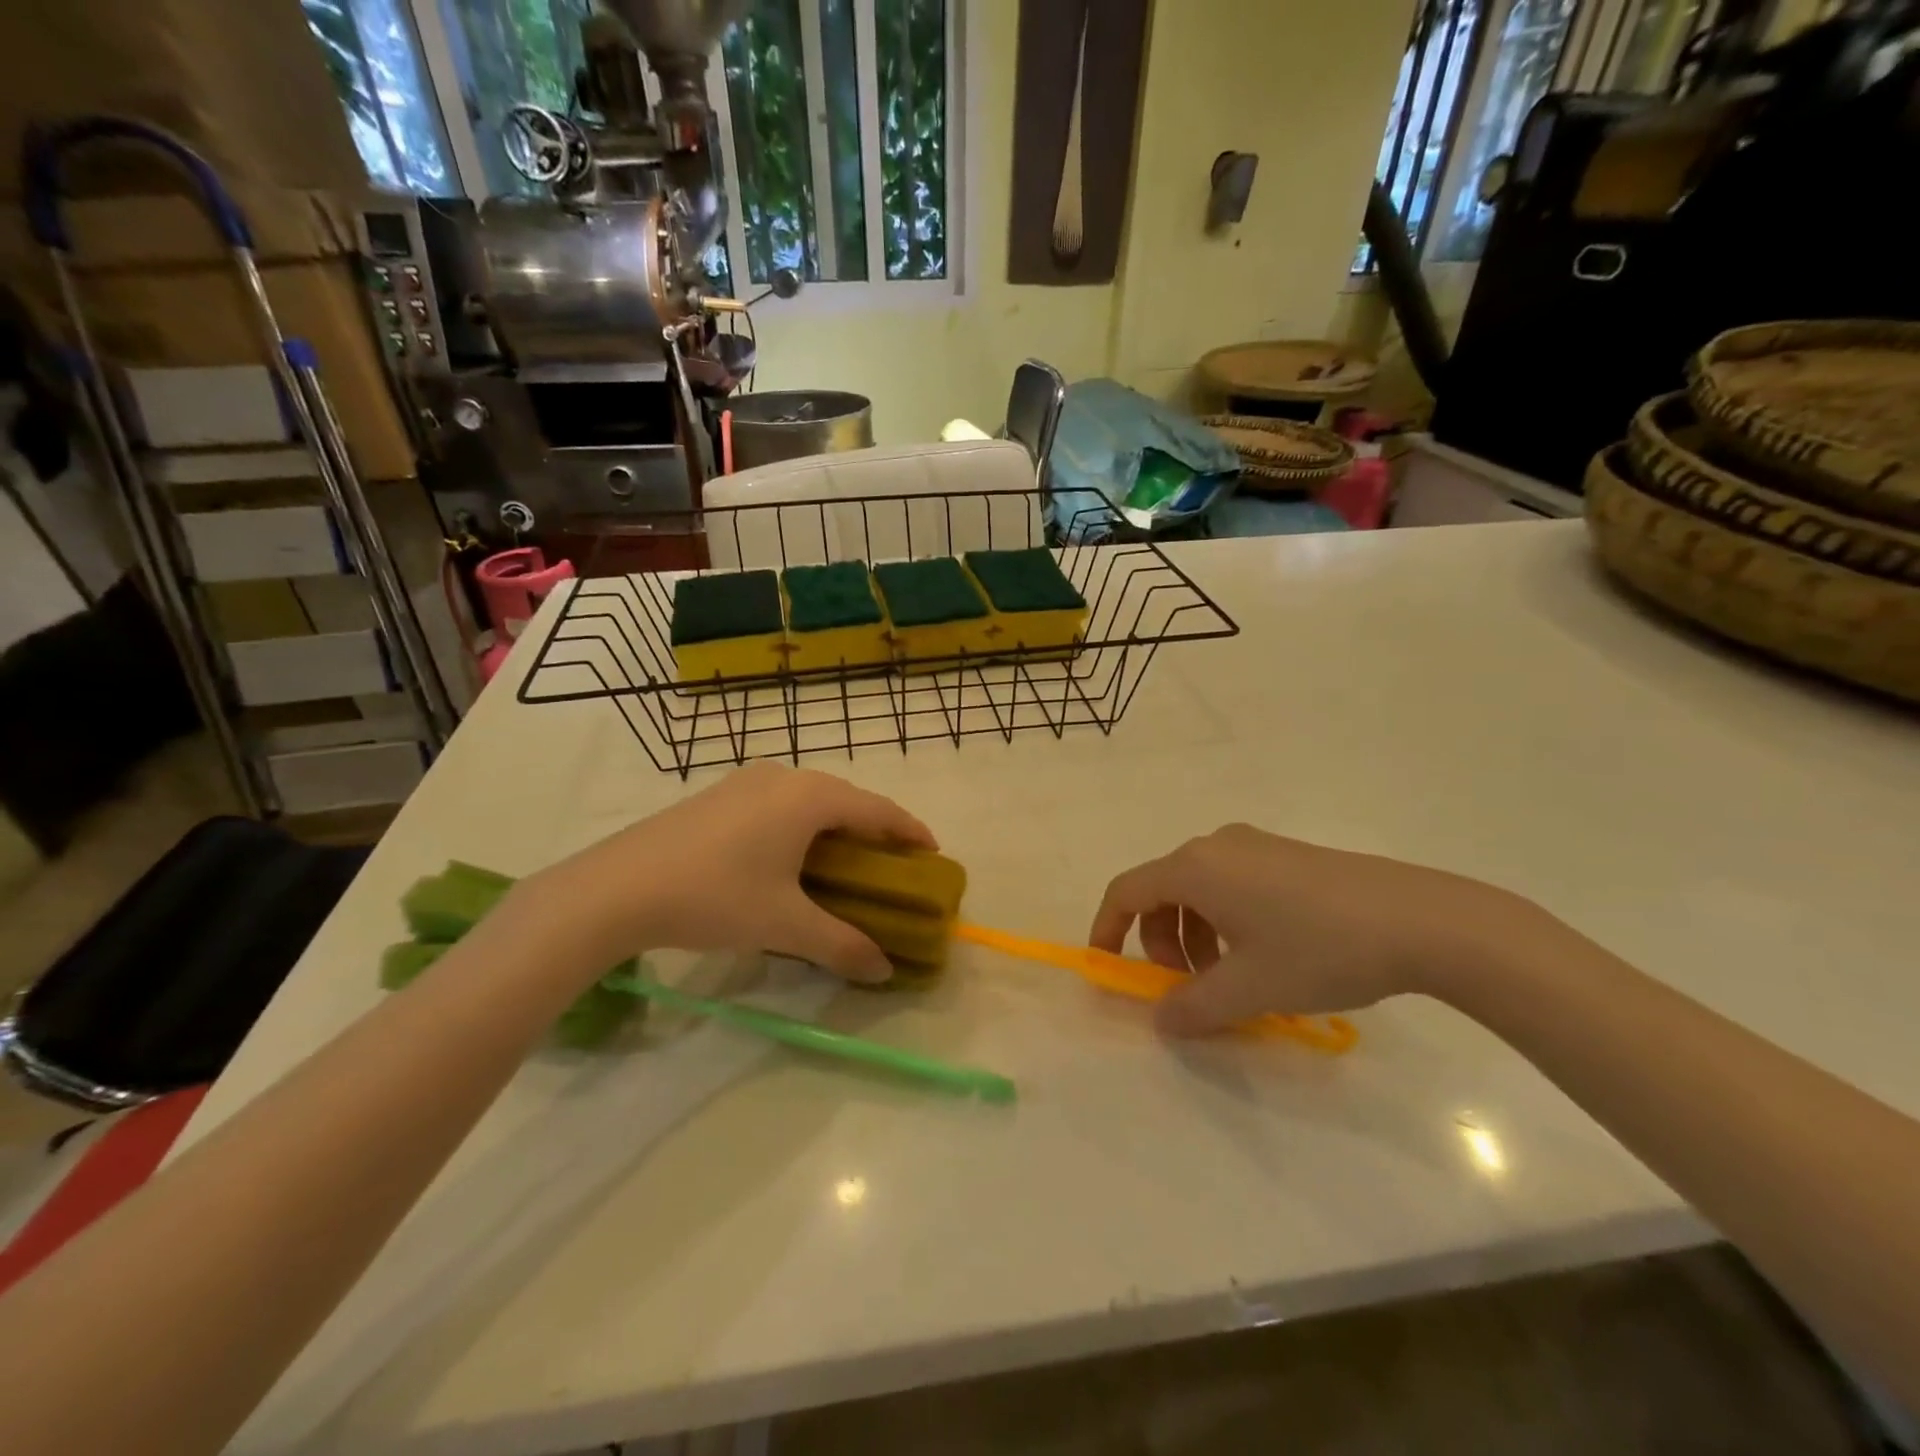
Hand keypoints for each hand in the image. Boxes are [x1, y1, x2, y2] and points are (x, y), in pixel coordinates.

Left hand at [518, 763, 934, 983]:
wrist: (616, 887)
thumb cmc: (714, 896)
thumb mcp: (784, 925)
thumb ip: (840, 945)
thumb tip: (883, 970)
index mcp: (810, 797)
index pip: (878, 809)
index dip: (910, 831)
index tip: (933, 854)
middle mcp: (783, 777)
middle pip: (846, 799)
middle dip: (874, 830)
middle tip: (891, 864)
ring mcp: (745, 782)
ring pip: (810, 799)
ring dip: (836, 827)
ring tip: (845, 861)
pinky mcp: (718, 795)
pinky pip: (779, 804)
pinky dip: (801, 825)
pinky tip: (790, 856)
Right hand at [1089, 824, 1531, 1035]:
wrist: (1420, 920)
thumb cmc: (1318, 949)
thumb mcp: (1250, 988)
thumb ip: (1193, 1007)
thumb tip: (1160, 1019)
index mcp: (1195, 868)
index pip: (1127, 891)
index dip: (1107, 928)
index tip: (1108, 966)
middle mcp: (1216, 846)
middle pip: (1162, 890)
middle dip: (1159, 940)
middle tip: (1185, 985)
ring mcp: (1255, 846)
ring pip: (1199, 890)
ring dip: (1194, 935)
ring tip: (1229, 979)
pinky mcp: (1286, 855)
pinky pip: (1231, 884)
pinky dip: (1224, 921)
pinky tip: (1263, 956)